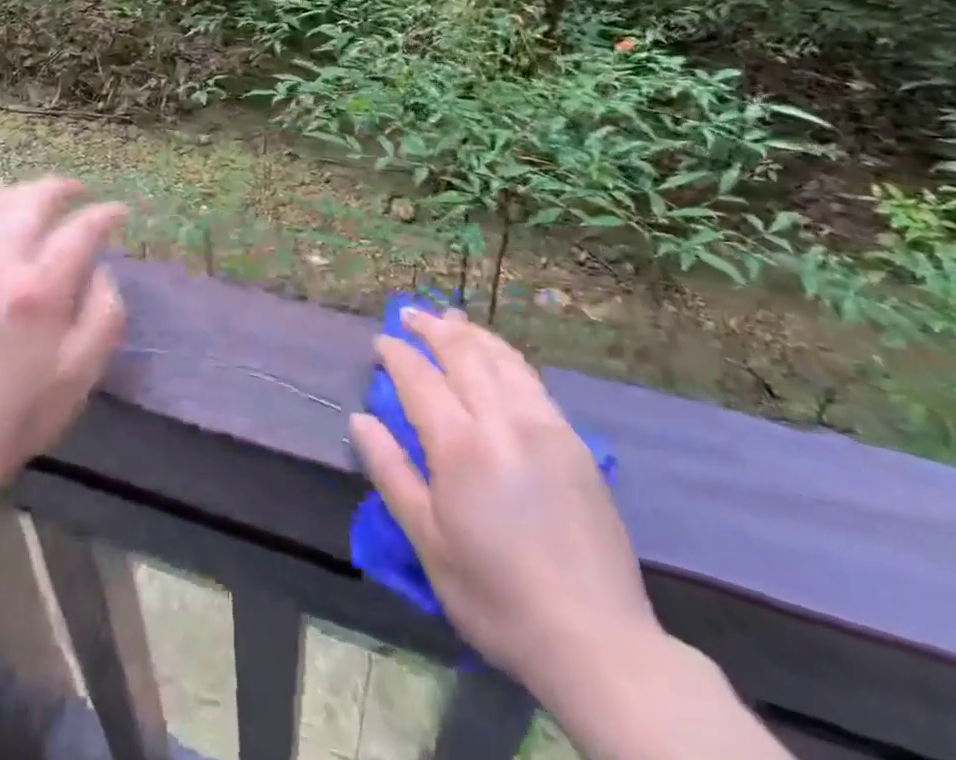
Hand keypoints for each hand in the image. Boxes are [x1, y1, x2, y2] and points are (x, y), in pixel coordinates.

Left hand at [0, 178, 126, 495]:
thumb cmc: (24, 410)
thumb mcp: (83, 370)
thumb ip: (104, 311)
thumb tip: (100, 270)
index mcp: (41, 288)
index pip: (81, 229)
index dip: (106, 214)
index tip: (121, 212)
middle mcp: (1, 264)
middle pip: (35, 200)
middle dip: (64, 188)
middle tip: (84, 192)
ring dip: (28, 190)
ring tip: (48, 193)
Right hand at [349, 308, 657, 692]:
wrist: (595, 640)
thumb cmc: (496, 597)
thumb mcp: (429, 543)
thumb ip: (391, 473)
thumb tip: (359, 420)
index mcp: (461, 446)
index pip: (419, 378)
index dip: (396, 354)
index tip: (379, 343)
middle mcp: (502, 420)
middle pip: (462, 353)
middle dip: (431, 328)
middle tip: (408, 315)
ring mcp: (544, 425)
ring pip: (500, 358)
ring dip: (469, 333)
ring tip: (449, 319)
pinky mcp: (573, 440)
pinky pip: (530, 378)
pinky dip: (504, 355)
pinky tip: (496, 356)